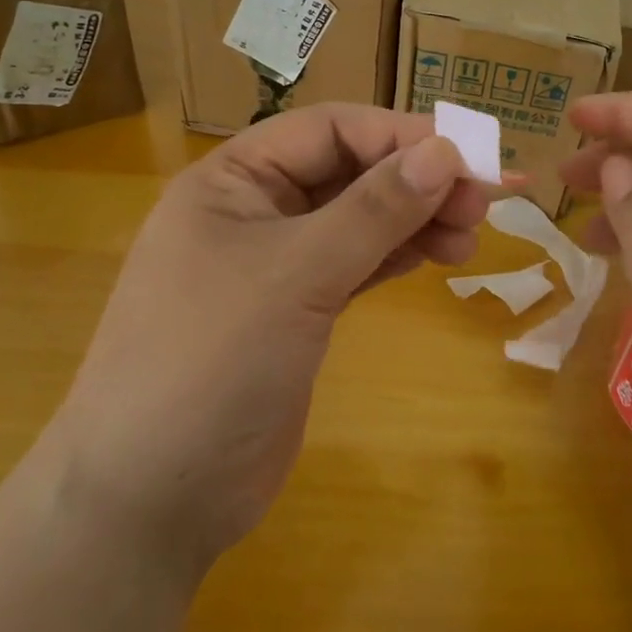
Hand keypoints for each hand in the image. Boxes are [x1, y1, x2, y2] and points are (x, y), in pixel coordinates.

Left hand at [48, 104, 485, 577]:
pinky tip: (434, 256)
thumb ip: (374, 210)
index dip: (400, 135)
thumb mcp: (297, 274)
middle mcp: (252, 209)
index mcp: (233, 179)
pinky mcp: (295, 310)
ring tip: (468, 238)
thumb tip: (446, 152)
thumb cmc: (212, 361)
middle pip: (349, 171)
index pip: (329, 130)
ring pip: (357, 219)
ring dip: (413, 219)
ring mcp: (274, 263)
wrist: (151, 500)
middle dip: (415, 181)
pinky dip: (394, 255)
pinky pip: (354, 262)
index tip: (468, 157)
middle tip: (480, 205)